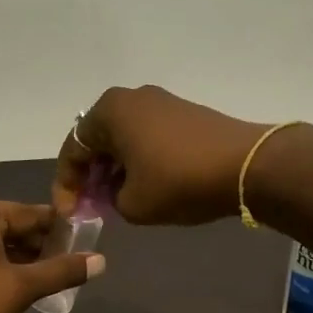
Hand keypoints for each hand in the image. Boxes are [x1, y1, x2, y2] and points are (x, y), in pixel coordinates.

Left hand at [0, 198, 104, 312]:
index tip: (81, 243)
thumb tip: (101, 261)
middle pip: (6, 224)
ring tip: (41, 278)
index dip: (57, 229)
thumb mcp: (22, 289)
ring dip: (14, 255)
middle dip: (35, 244)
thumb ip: (62, 270)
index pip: (28, 214)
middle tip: (63, 266)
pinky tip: (9, 283)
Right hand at [53, 85, 267, 224]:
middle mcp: (131, 98)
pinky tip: (145, 185)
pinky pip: (147, 137)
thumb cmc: (178, 182)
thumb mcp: (132, 204)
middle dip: (91, 175)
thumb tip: (116, 192)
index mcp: (109, 112)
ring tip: (116, 200)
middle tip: (91, 206)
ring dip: (115, 169)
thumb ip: (109, 200)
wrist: (246, 166)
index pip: (73, 150)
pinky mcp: (184, 113)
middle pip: (97, 141)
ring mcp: (161, 102)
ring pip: (123, 139)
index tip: (69, 214)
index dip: (66, 186)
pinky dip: (138, 160)